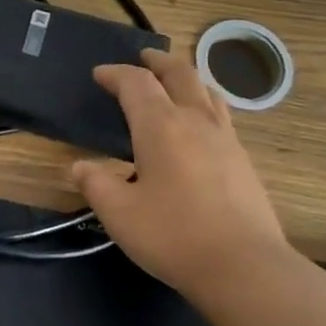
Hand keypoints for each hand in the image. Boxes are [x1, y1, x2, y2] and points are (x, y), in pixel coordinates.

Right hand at [72, 48, 295, 304]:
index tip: (100, 74)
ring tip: (175, 82)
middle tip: (143, 58)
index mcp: (160, 125)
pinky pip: (221, 114)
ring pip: (207, 90)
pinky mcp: (243, 160)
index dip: (115, 74)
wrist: (244, 267)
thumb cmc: (173, 235)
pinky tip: (201, 125)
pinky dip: (204, 103)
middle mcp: (195, 120)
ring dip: (186, 78)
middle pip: (179, 73)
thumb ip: (96, 183)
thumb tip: (80, 166)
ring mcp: (226, 138)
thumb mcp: (119, 213)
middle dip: (157, 61)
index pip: (136, 83)